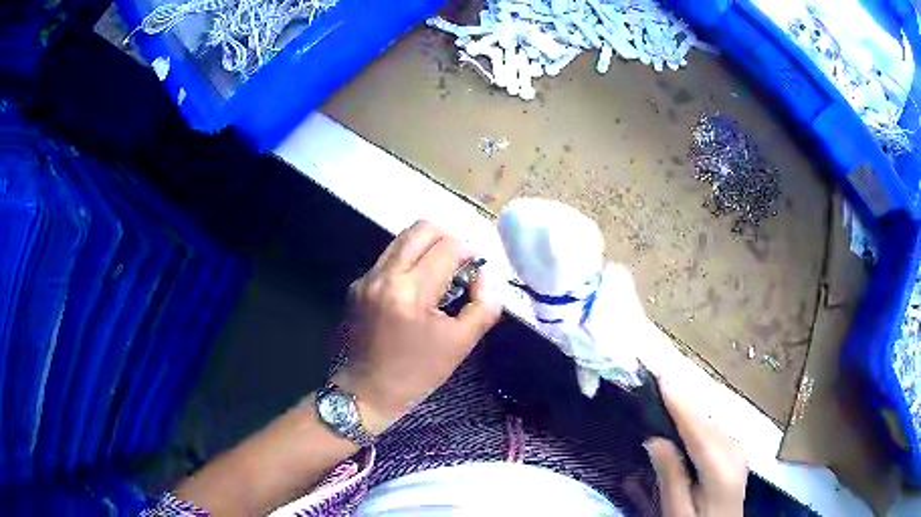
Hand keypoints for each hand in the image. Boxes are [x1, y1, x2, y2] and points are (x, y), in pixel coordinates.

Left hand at [333, 221, 501, 434]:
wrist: (367, 391)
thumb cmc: (417, 372)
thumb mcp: (460, 344)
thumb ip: (483, 306)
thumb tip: (486, 277)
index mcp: (411, 293)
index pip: (447, 248)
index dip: (469, 252)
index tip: (476, 269)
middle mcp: (384, 276)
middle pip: (421, 229)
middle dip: (448, 238)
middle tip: (460, 262)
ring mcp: (366, 278)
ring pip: (403, 239)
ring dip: (428, 247)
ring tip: (440, 273)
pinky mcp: (357, 284)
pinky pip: (389, 257)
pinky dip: (410, 261)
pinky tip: (417, 287)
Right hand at [645, 380, 748, 516]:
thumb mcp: (677, 511)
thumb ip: (671, 477)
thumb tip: (655, 440)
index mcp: (722, 470)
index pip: (698, 431)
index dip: (680, 404)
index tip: (662, 378)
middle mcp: (735, 451)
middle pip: (705, 422)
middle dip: (681, 403)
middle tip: (655, 383)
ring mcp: (739, 449)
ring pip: (709, 423)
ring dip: (687, 411)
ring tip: (664, 396)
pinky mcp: (736, 450)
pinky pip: (712, 430)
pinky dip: (696, 423)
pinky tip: (681, 420)